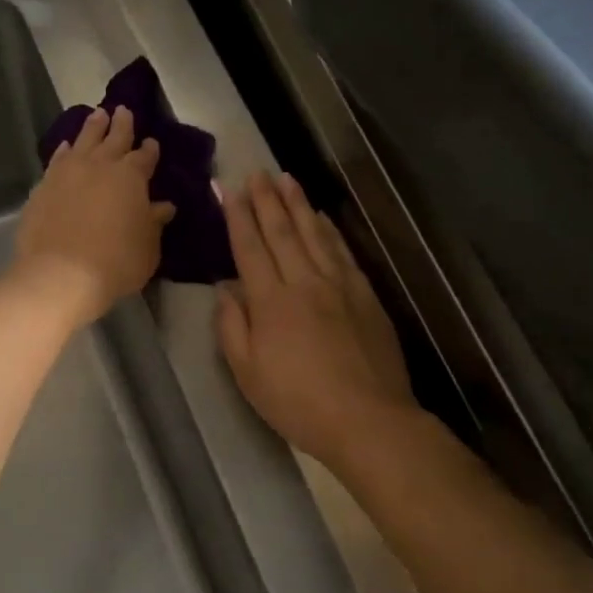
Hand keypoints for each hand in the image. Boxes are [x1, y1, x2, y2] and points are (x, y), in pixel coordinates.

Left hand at [15, 106, 175, 326]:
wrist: (61, 274)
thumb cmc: (116, 262)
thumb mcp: (147, 247)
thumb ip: (154, 223)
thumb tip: (163, 206)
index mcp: (130, 177)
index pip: (144, 157)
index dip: (149, 150)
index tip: (152, 142)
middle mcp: (99, 165)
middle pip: (113, 138)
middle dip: (121, 124)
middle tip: (123, 110)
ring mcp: (68, 173)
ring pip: (83, 140)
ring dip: (92, 127)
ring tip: (97, 115)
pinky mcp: (44, 186)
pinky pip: (57, 160)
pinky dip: (64, 151)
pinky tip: (65, 147)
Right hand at [215, 172, 416, 465]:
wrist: (367, 419)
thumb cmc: (297, 402)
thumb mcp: (247, 373)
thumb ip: (232, 327)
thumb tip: (225, 290)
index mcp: (271, 301)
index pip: (250, 248)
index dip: (238, 217)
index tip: (230, 190)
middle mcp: (304, 283)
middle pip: (282, 232)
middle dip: (267, 200)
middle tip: (258, 173)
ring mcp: (339, 286)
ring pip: (315, 235)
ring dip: (299, 205)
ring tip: (287, 179)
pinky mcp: (365, 296)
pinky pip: (343, 253)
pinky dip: (330, 231)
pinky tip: (323, 218)